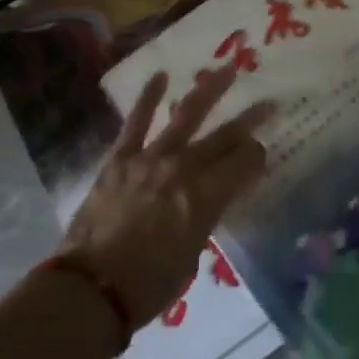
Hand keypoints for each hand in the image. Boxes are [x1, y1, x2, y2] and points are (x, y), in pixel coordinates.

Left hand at [60, 68, 271, 325]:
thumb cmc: (148, 284)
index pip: (244, 163)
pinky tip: (160, 76)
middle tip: (267, 102)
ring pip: (186, 115)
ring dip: (209, 90)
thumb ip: (203, 219)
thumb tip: (206, 201)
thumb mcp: (192, 256)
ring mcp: (150, 158)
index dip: (257, 155)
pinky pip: (136, 122)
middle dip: (250, 119)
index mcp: (206, 195)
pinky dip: (148, 97)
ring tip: (227, 70)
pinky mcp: (121, 158)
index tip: (262, 152)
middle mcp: (184, 168)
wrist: (90, 289)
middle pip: (224, 136)